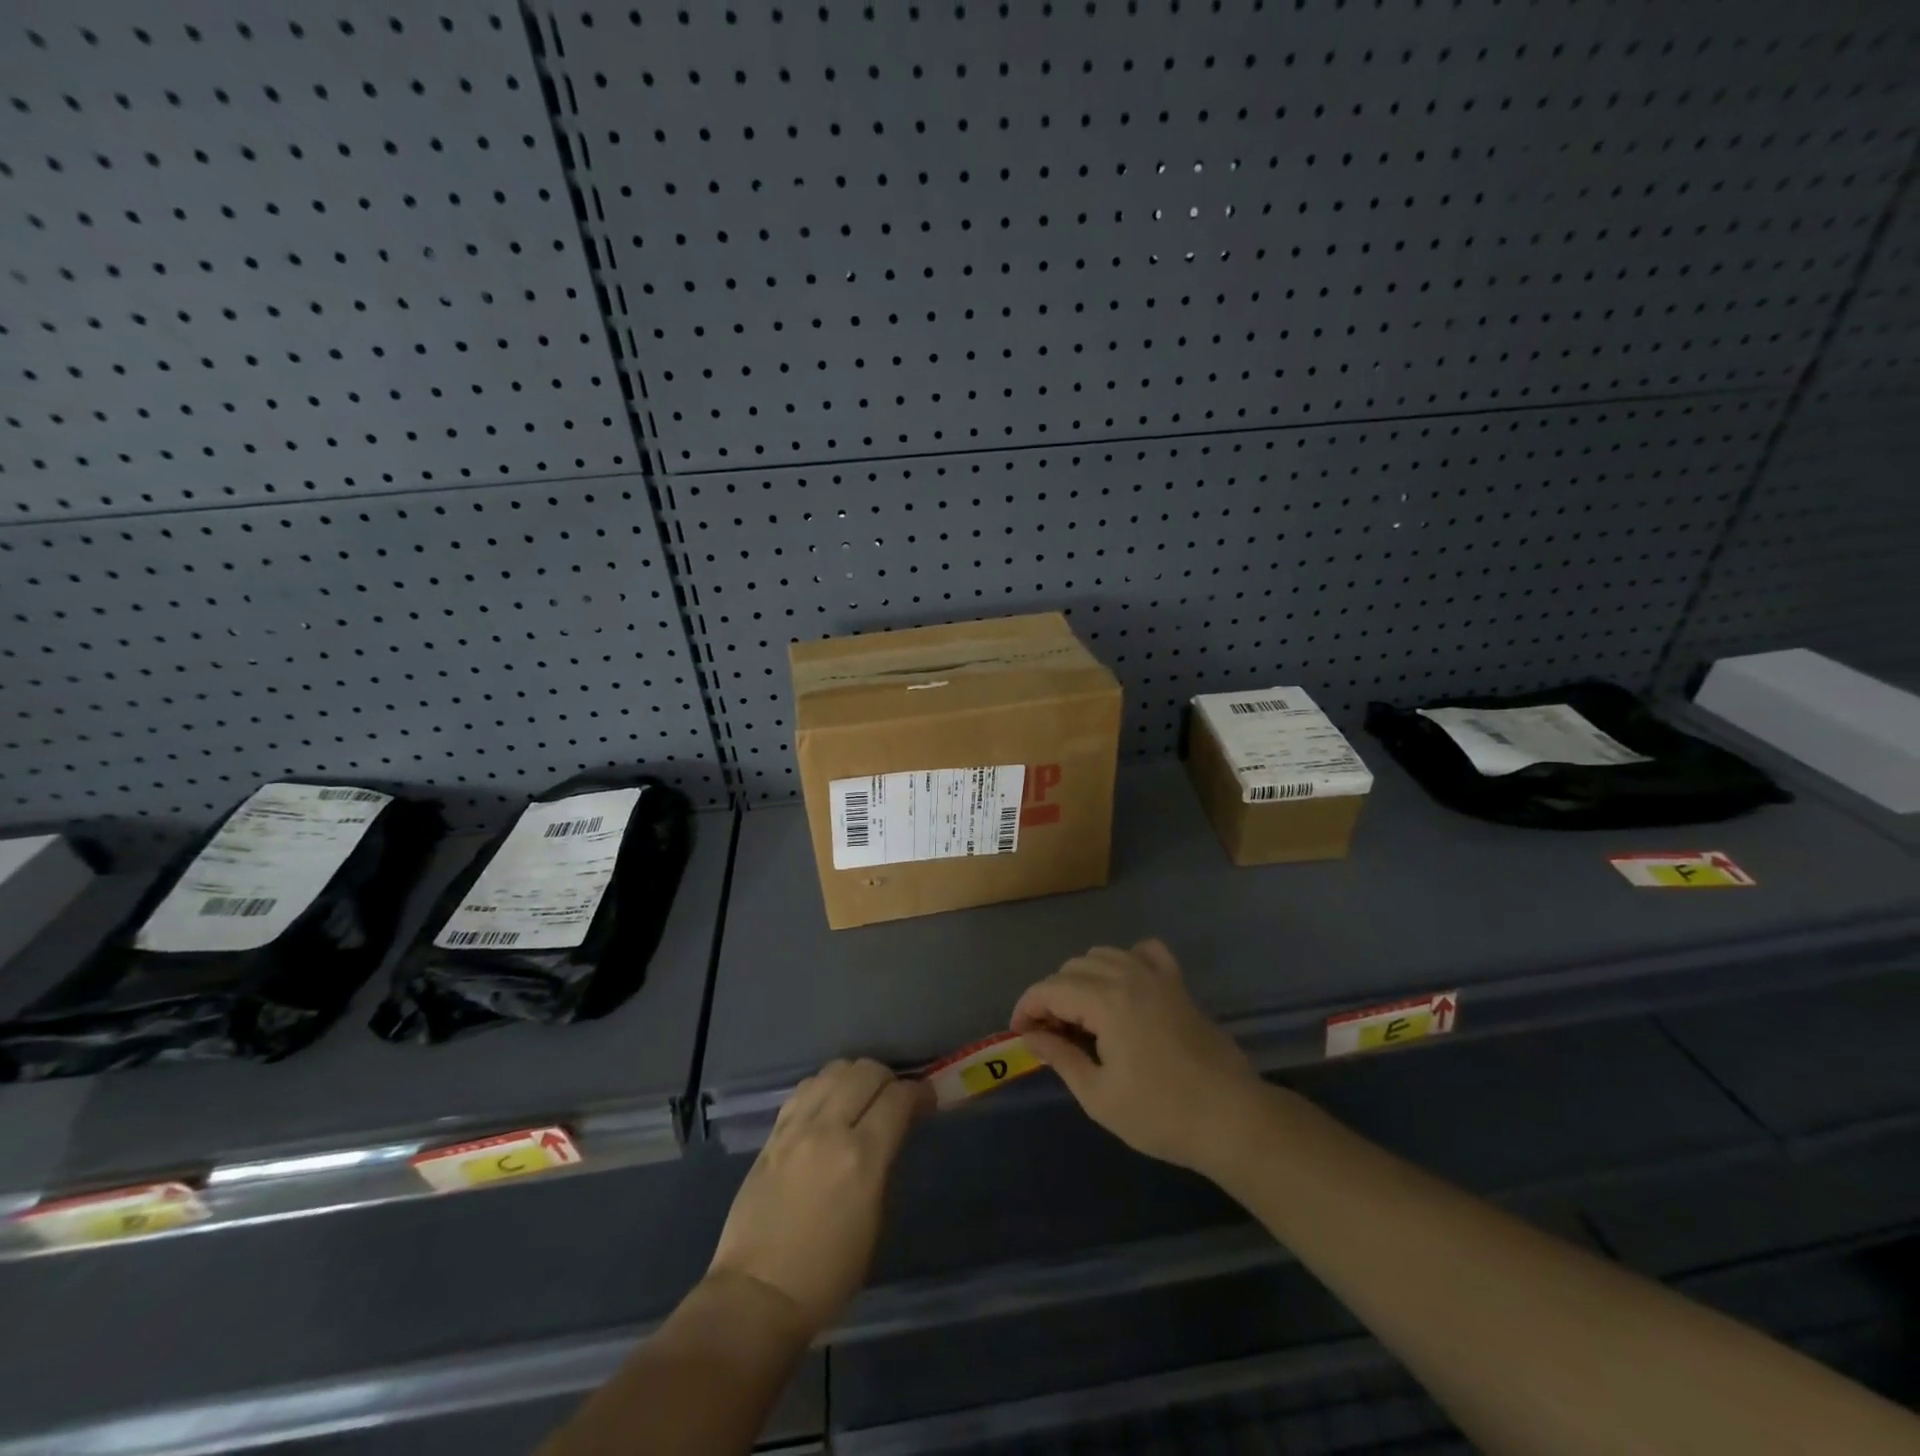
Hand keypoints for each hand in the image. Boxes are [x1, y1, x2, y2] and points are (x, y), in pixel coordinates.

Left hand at [708, 1058, 929, 1338]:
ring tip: (861, 1097)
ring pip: (834, 1070)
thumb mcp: (874, 1221)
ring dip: (855, 1076)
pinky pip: (805, 1089)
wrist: (757, 1295)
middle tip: (895, 1098)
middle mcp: (829, 1130)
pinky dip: (824, 1087)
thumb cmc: (828, 1274)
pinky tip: (829, 1104)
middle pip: (866, 1071)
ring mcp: (796, 1128)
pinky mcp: (773, 1133)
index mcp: (862, 1158)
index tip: (926, 1101)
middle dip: (888, 1078)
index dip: (919, 1093)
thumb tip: (893, 1132)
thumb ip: (884, 1164)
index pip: (898, 1098)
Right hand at [1011, 939, 1262, 1171]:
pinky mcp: (1178, 984)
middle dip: (1052, 996)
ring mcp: (1157, 976)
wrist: (1232, 1118)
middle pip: (1073, 968)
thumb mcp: (1099, 1096)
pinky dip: (1126, 960)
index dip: (1027, 1008)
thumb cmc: (1161, 1114)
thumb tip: (1031, 1037)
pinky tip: (1123, 986)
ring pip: (1104, 955)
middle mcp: (1128, 975)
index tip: (1019, 1034)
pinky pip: (1145, 952)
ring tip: (1081, 1016)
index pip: (1050, 988)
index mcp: (1105, 1001)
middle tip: (1050, 1035)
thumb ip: (1061, 1058)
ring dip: (1082, 978)